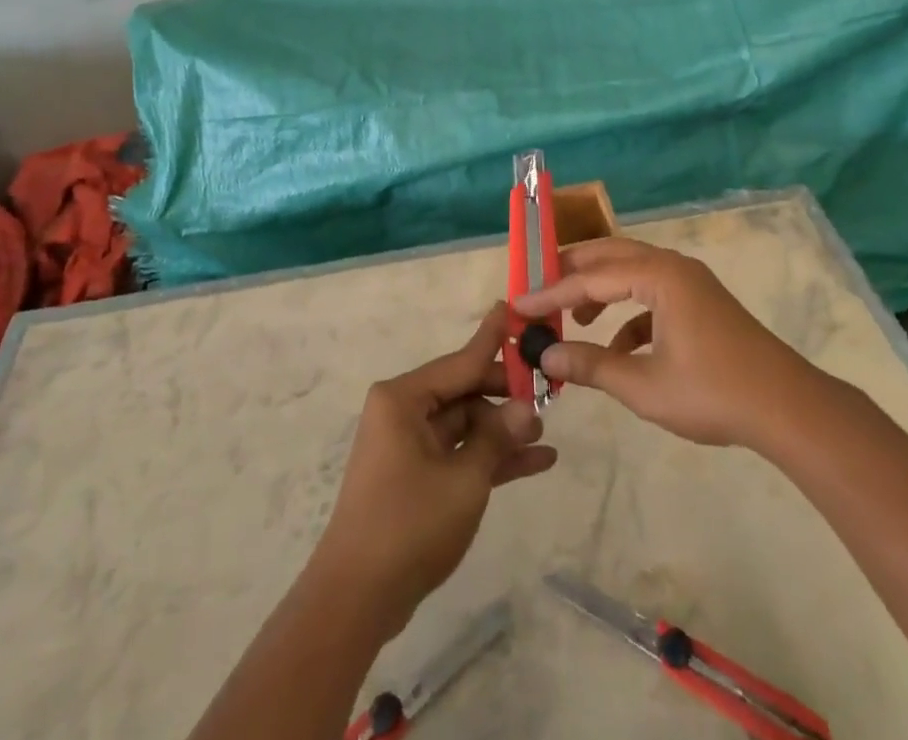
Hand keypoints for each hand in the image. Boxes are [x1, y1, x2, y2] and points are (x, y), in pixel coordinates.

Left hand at [308, 304, 557, 634]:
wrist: (357, 599)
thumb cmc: (408, 524)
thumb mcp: (464, 479)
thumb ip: (496, 438)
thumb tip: (526, 408)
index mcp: (403, 398)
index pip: (460, 361)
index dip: (492, 339)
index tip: (513, 308)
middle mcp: (404, 412)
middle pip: (464, 391)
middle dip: (505, 397)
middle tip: (549, 395)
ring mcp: (409, 445)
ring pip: (466, 425)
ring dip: (502, 432)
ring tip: (546, 434)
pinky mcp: (416, 476)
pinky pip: (459, 454)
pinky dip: (490, 458)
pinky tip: (536, 462)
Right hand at [513, 238, 816, 449]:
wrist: (788, 409)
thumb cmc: (713, 393)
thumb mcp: (644, 386)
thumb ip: (592, 366)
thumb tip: (546, 356)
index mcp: (658, 275)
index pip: (590, 277)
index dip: (551, 293)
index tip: (518, 304)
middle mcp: (672, 267)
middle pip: (610, 256)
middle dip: (573, 272)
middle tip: (539, 289)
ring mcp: (690, 283)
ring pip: (632, 272)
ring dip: (600, 290)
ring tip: (574, 317)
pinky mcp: (700, 303)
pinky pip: (653, 295)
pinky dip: (628, 313)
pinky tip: (618, 349)